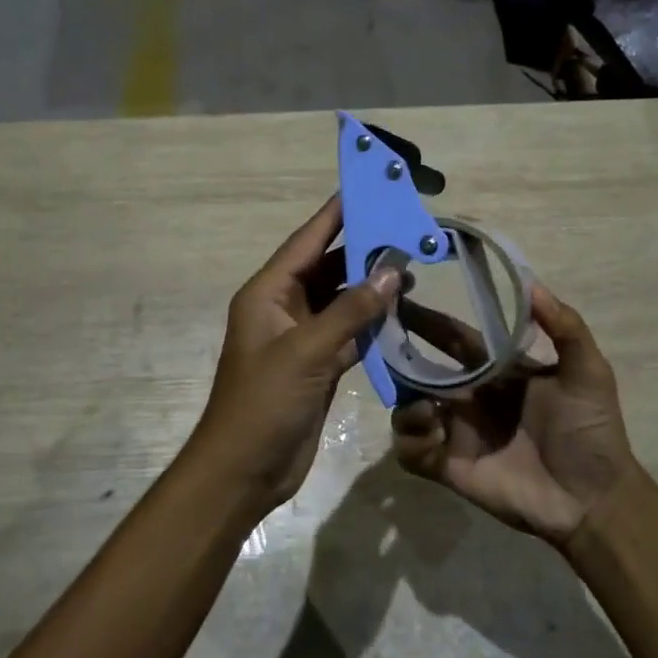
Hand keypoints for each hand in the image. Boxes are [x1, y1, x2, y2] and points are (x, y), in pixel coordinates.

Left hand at [187, 196, 401, 510]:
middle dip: (364, 250)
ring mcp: (302, 338)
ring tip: (412, 271)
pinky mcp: (318, 365)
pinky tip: (401, 313)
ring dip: (371, 288)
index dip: (336, 213)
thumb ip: (350, 311)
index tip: (368, 187)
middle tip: (406, 230)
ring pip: (342, 300)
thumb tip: (391, 272)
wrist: (244, 471)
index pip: (307, 241)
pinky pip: (349, 333)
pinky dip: (372, 324)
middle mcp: (284, 308)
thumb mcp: (307, 352)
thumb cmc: (264, 403)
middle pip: (328, 267)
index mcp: (268, 293)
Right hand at [391, 284, 639, 545]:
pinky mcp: (448, 466)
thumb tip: (530, 282)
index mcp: (496, 371)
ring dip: (406, 402)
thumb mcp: (588, 372)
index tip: (399, 297)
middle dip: (398, 352)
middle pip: (419, 368)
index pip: (452, 336)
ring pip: (407, 408)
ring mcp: (456, 432)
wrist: (592, 499)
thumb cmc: (591, 431)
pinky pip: (410, 449)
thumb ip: (565, 326)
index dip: (427, 318)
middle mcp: (469, 396)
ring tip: (429, 408)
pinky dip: (411, 438)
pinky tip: (434, 435)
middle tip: (379, 339)